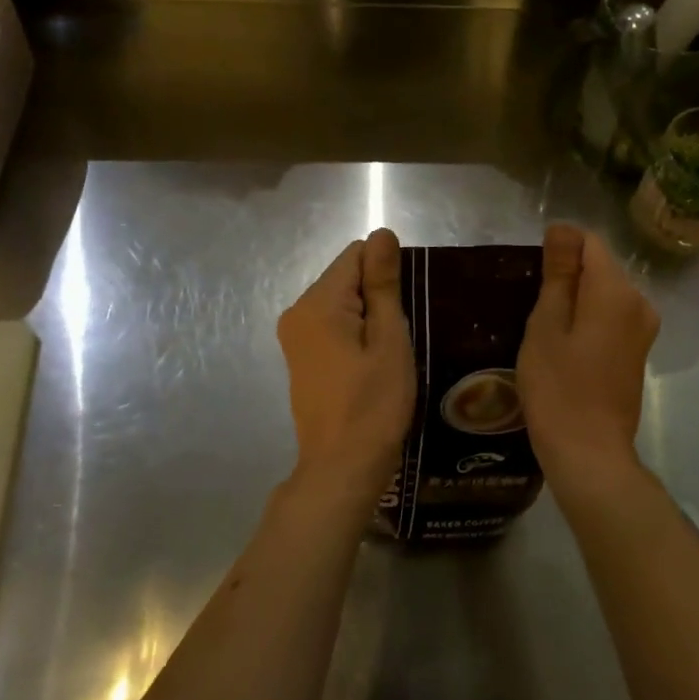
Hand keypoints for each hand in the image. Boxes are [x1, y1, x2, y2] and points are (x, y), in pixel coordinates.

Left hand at [275, 228, 415, 510]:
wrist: (342, 466)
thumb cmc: (374, 403)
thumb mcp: (388, 339)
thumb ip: (383, 283)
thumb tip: (382, 233)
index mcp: (317, 303)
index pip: (355, 255)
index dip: (386, 273)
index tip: (404, 308)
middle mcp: (296, 312)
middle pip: (345, 277)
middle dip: (377, 295)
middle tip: (399, 337)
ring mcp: (294, 336)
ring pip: (340, 302)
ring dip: (368, 317)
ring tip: (388, 353)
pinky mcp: (300, 357)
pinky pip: (331, 325)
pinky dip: (354, 334)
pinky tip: (370, 364)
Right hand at [518, 224, 659, 492]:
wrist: (589, 452)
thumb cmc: (557, 388)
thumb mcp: (545, 326)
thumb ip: (557, 274)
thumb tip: (562, 230)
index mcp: (615, 291)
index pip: (588, 242)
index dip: (558, 249)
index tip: (533, 278)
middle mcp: (639, 302)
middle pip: (599, 267)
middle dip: (567, 277)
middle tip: (533, 310)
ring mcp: (643, 329)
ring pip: (604, 293)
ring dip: (576, 301)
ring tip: (545, 330)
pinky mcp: (639, 351)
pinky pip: (611, 317)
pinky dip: (588, 321)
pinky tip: (565, 348)